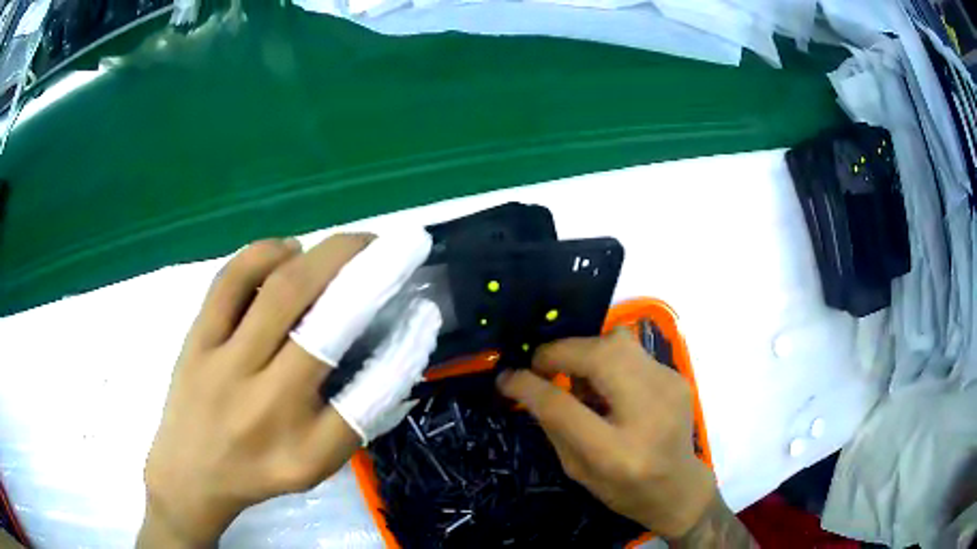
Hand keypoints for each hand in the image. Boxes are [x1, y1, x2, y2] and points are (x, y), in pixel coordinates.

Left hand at [138, 231, 439, 547]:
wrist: (189, 474)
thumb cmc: (258, 472)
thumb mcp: (315, 466)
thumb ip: (355, 419)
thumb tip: (394, 357)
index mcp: (305, 448)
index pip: (370, 396)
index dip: (406, 348)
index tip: (425, 312)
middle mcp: (266, 405)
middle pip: (324, 328)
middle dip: (368, 275)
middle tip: (392, 247)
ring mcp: (223, 366)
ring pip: (278, 294)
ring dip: (324, 256)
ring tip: (350, 244)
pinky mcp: (196, 340)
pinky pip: (229, 282)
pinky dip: (263, 253)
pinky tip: (288, 250)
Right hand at [496, 329, 716, 537]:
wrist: (680, 488)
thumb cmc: (625, 490)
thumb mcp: (578, 471)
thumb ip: (554, 427)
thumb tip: (529, 386)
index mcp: (617, 453)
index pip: (564, 407)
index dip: (529, 386)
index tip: (507, 378)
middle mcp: (649, 412)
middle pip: (599, 356)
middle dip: (560, 352)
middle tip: (542, 367)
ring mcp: (669, 387)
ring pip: (618, 340)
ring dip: (586, 351)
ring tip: (579, 378)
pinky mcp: (676, 375)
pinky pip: (632, 350)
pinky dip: (608, 358)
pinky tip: (608, 385)